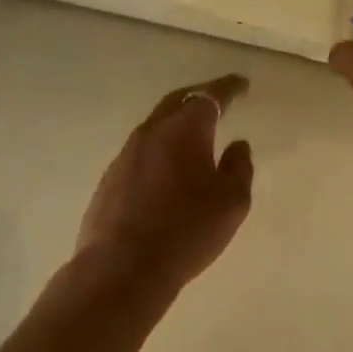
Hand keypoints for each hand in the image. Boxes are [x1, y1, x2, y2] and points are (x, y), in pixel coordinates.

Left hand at [76, 74, 254, 286]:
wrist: (122, 268)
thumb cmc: (187, 230)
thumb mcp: (232, 202)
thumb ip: (239, 167)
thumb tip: (237, 145)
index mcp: (185, 130)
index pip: (210, 97)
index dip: (228, 88)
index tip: (242, 83)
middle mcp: (152, 132)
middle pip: (177, 101)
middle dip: (199, 96)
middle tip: (218, 98)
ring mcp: (126, 154)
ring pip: (156, 125)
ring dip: (177, 122)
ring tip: (195, 133)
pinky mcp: (110, 178)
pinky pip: (142, 150)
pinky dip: (160, 147)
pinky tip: (168, 166)